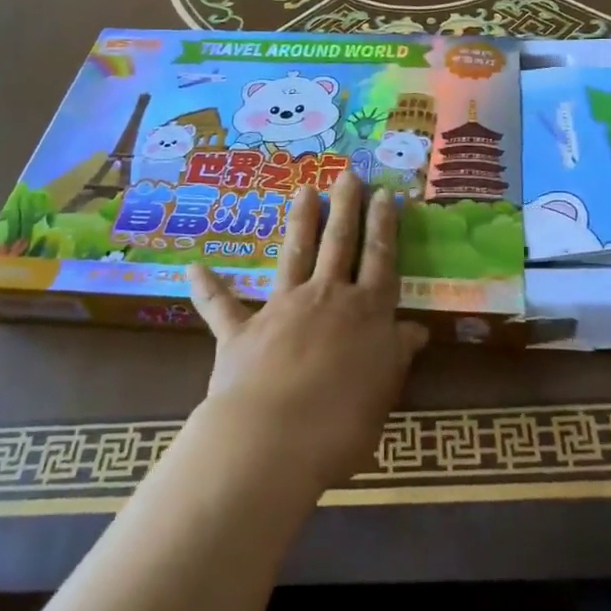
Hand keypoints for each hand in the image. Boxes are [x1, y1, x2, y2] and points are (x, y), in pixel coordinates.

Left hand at [186, 169, 427, 496]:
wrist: (276, 436)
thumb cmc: (343, 420)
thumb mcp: (384, 388)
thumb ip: (396, 354)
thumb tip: (416, 329)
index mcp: (366, 311)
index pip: (380, 259)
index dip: (384, 226)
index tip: (385, 194)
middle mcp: (326, 297)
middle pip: (339, 243)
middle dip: (345, 207)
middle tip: (347, 174)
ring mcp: (282, 308)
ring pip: (294, 255)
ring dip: (300, 222)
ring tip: (304, 189)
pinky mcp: (242, 330)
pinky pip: (222, 306)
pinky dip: (208, 288)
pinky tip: (194, 268)